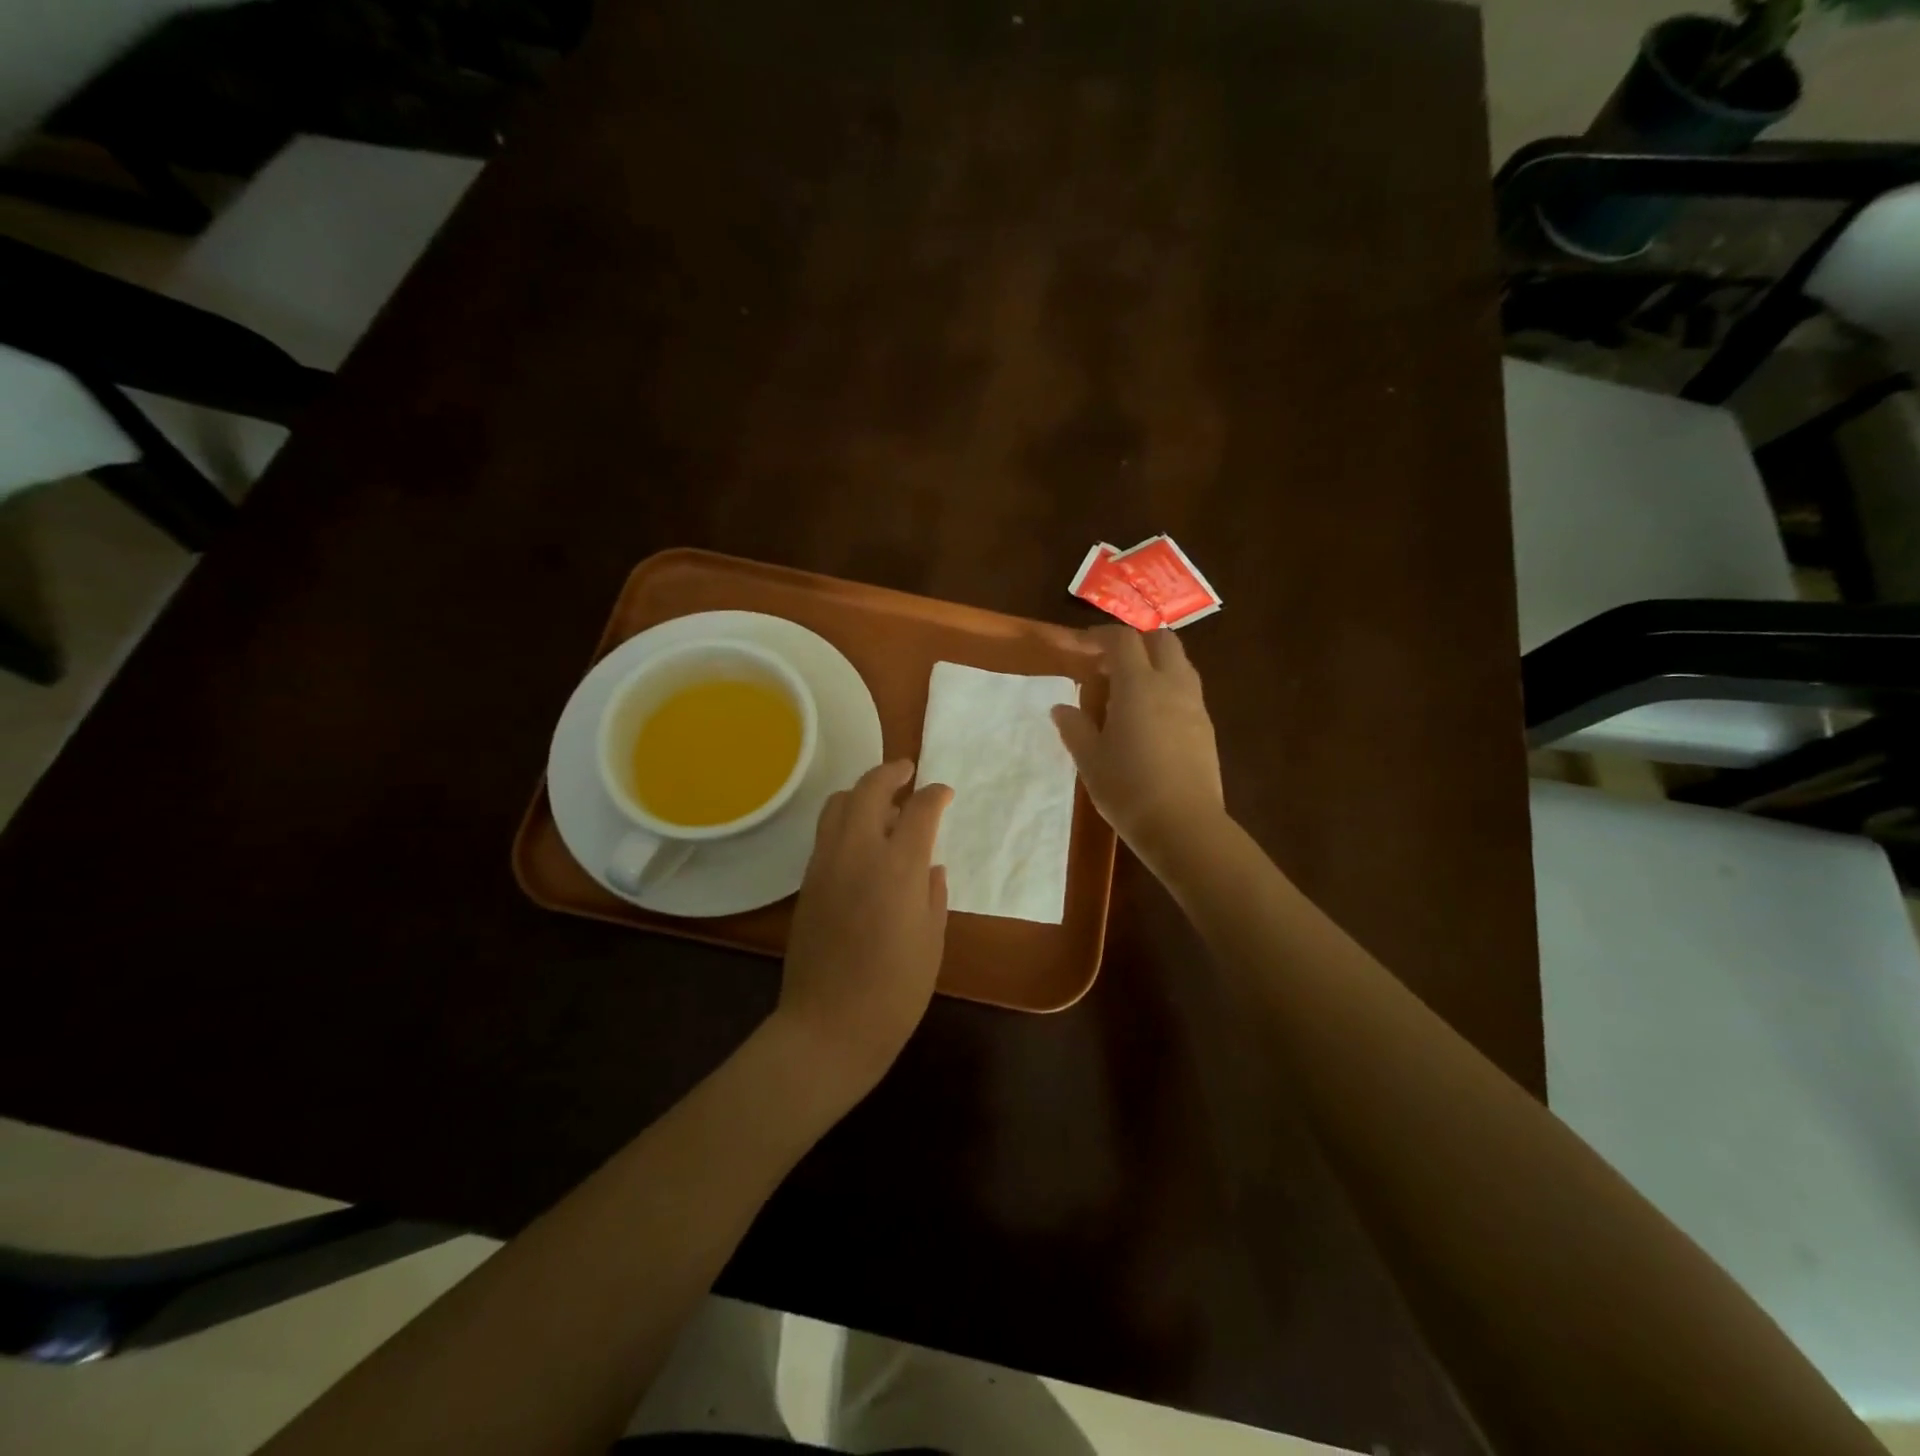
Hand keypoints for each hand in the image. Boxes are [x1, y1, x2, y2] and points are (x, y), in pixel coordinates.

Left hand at [773, 760, 951, 1100]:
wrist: (829, 1026)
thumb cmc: (895, 991)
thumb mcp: (931, 941)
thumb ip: (933, 894)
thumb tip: (930, 866)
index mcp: (899, 867)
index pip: (920, 810)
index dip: (936, 795)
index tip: (945, 793)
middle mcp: (859, 852)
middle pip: (870, 789)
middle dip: (891, 772)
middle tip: (908, 771)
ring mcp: (826, 864)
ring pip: (838, 804)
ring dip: (862, 792)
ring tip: (882, 803)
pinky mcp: (807, 882)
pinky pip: (826, 833)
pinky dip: (845, 820)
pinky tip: (861, 840)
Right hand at [1052, 626, 1224, 868]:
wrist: (1184, 826)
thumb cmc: (1128, 789)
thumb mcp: (1089, 760)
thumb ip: (1074, 727)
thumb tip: (1061, 708)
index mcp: (1138, 685)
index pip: (1122, 639)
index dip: (1100, 636)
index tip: (1082, 647)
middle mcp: (1171, 684)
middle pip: (1160, 639)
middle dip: (1134, 642)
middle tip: (1109, 665)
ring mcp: (1195, 704)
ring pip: (1179, 662)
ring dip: (1154, 663)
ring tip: (1128, 690)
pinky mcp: (1207, 726)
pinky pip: (1187, 689)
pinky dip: (1167, 686)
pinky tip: (1150, 717)